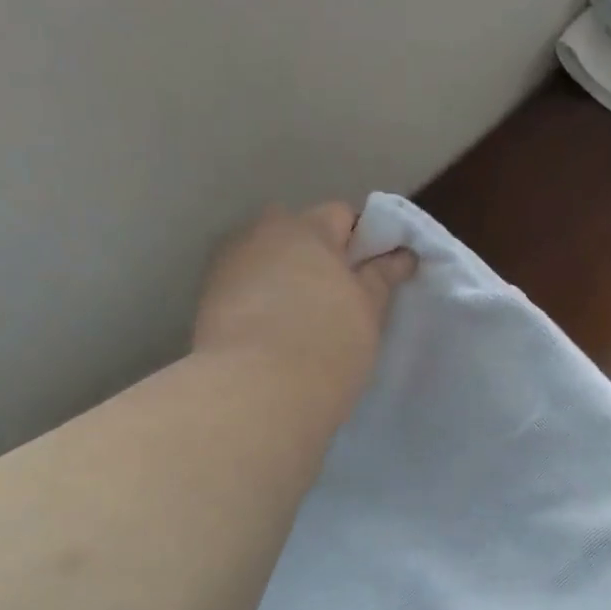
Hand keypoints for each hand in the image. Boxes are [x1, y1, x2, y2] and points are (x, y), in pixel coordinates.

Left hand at [193, 202, 416, 418]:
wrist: (258, 394)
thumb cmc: (328, 344)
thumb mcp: (368, 310)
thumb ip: (382, 276)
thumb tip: (401, 255)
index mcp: (306, 228)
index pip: (341, 215)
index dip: (361, 241)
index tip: (373, 275)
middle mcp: (260, 235)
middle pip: (297, 234)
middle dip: (318, 257)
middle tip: (341, 299)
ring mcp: (228, 266)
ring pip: (268, 262)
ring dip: (286, 278)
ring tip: (305, 321)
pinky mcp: (208, 302)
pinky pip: (246, 289)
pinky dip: (262, 302)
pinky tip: (275, 335)